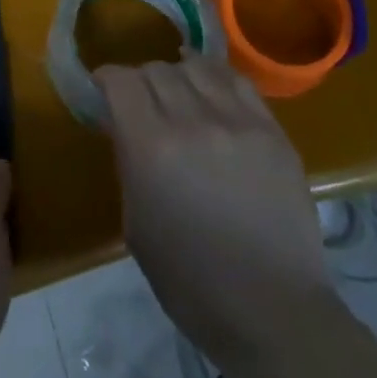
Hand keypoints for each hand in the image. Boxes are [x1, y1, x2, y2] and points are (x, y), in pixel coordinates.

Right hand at [96, 56, 328, 366]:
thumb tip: (125, 126)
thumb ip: (129, 162)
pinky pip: (238, 81)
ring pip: (196, 67)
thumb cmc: (190, 281)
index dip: (107, 79)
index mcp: (151, 147)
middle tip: (141, 103)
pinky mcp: (272, 130)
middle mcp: (192, 121)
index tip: (103, 90)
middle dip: (140, 81)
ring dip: (178, 75)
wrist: (272, 310)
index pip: (121, 80)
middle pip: (156, 70)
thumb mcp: (136, 224)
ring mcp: (238, 121)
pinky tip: (212, 92)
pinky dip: (216, 78)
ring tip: (179, 95)